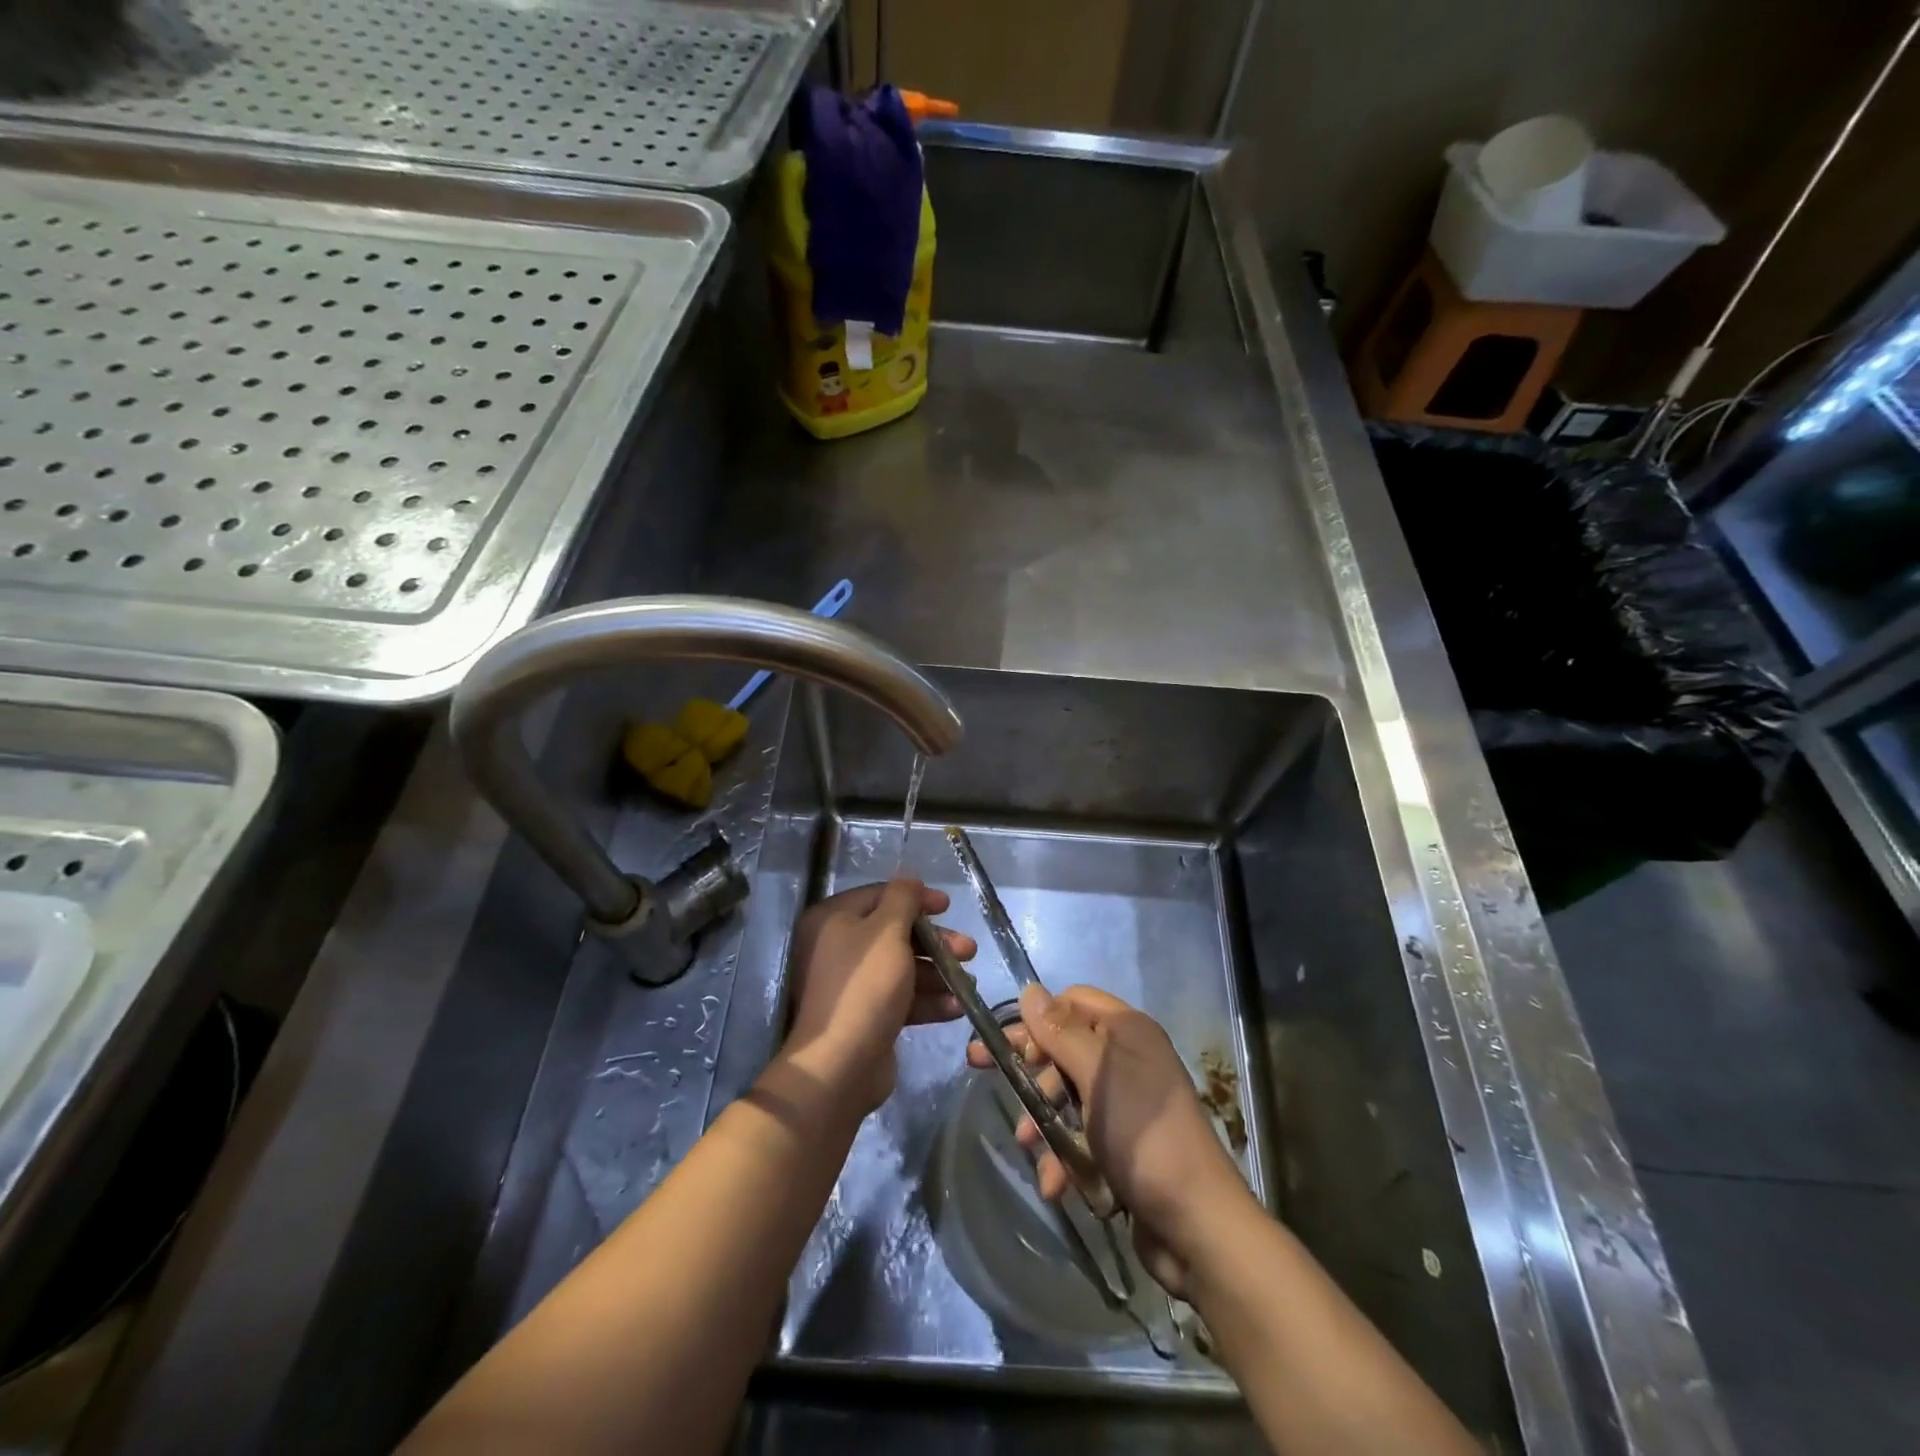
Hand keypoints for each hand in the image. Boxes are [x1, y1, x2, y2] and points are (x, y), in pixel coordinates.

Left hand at [783, 879, 972, 1113]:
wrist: (840, 1065)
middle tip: (968, 949)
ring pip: (902, 967)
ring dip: (938, 973)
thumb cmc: (865, 987)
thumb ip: (902, 900)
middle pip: (895, 933)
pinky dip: (928, 1000)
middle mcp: (838, 947)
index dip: (916, 898)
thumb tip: (910, 881)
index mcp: (833, 920)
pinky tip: (957, 1007)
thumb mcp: (887, 932)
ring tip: (969, 983)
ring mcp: (852, 984)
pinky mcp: (866, 1015)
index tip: (948, 906)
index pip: (880, 896)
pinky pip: (901, 998)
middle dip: (935, 942)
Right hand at [967, 984, 1253, 1295]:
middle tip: (986, 1077)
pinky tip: (1056, 1184)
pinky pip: (1081, 1137)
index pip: (1072, 1001)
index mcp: (1127, 1031)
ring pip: (1067, 1097)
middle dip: (1032, 1073)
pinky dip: (1064, 1157)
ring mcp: (1127, 1104)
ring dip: (1044, 1122)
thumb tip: (1029, 990)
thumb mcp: (1096, 1075)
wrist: (1197, 1225)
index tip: (1003, 1043)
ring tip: (1029, 1146)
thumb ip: (1059, 1032)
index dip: (1037, 1019)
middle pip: (1065, 1048)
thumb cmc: (1143, 1135)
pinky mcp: (1123, 1146)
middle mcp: (1128, 1059)